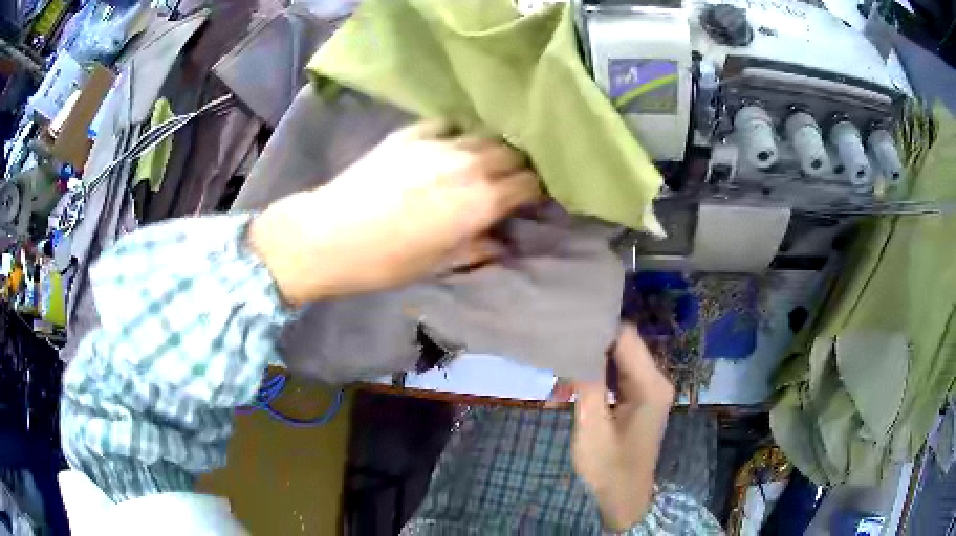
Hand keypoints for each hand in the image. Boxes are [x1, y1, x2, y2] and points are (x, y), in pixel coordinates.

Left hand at [248, 121, 540, 305]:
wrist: (329, 236)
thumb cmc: (386, 262)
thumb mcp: (438, 264)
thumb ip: (477, 248)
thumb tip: (501, 242)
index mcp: (481, 202)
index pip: (529, 183)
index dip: (537, 188)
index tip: (535, 194)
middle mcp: (469, 165)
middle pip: (513, 153)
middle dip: (521, 164)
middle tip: (514, 175)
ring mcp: (439, 144)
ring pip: (484, 135)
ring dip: (493, 145)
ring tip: (490, 155)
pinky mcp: (411, 134)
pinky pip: (447, 124)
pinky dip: (458, 132)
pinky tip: (453, 141)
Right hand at [572, 323, 674, 531]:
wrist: (623, 500)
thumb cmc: (608, 467)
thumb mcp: (592, 425)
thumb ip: (587, 382)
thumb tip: (577, 343)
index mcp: (651, 384)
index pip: (626, 337)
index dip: (597, 328)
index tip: (565, 328)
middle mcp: (656, 381)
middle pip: (623, 347)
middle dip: (589, 349)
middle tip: (556, 354)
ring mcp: (649, 391)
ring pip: (617, 362)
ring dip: (589, 366)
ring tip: (558, 379)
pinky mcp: (640, 401)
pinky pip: (617, 378)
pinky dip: (595, 380)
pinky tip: (570, 391)